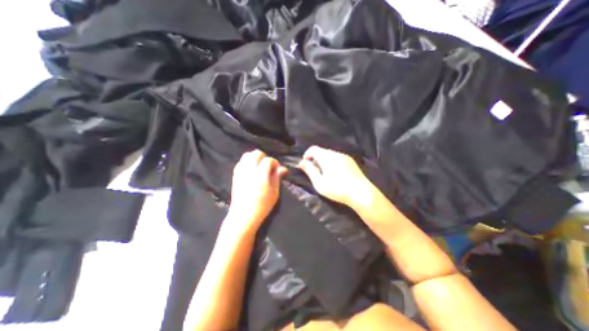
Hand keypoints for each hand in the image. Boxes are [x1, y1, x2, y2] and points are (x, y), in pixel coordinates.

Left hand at [226, 150, 288, 234]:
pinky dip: (247, 162)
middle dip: (264, 157)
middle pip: (256, 153)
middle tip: (268, 167)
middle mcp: (249, 171)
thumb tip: (283, 168)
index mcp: (261, 176)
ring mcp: (241, 172)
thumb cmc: (262, 206)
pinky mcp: (235, 175)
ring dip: (255, 158)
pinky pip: (241, 162)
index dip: (274, 163)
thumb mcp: (274, 192)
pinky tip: (251, 170)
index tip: (277, 169)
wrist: (243, 215)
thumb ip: (277, 177)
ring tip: (259, 167)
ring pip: (247, 155)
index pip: (268, 160)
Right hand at [297, 145, 368, 205]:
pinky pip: (338, 158)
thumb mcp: (319, 183)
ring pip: (330, 155)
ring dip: (324, 161)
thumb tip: (301, 162)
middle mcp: (336, 153)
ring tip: (325, 174)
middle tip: (315, 172)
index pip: (313, 149)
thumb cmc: (337, 189)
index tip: (305, 165)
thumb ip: (309, 171)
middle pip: (322, 151)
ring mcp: (345, 157)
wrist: (361, 193)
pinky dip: (332, 162)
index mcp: (327, 157)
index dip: (307, 155)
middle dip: (315, 159)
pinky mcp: (351, 161)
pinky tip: (336, 174)